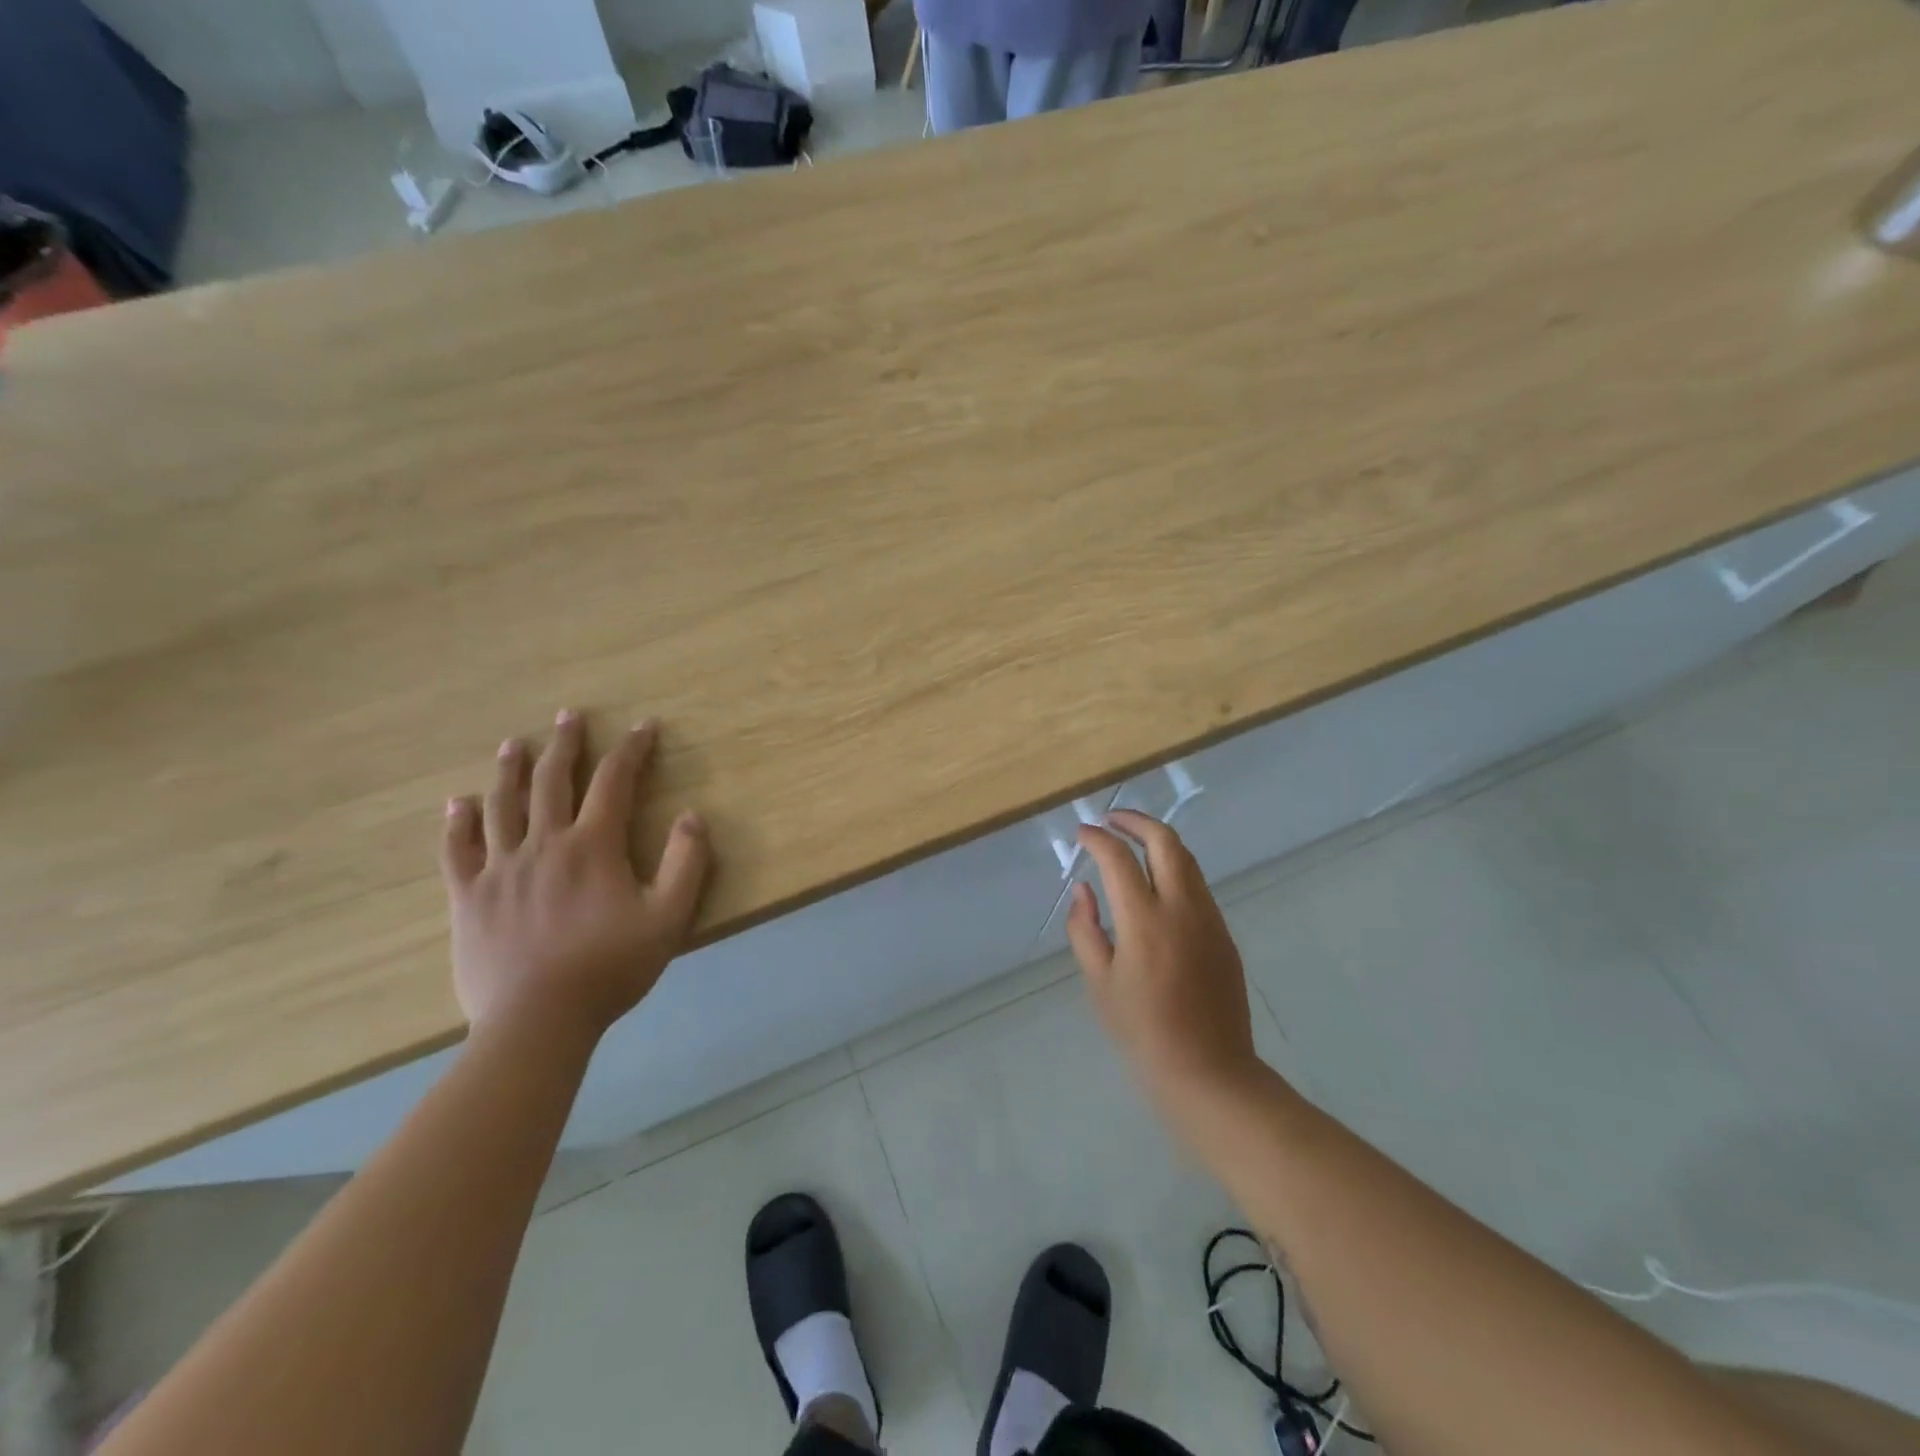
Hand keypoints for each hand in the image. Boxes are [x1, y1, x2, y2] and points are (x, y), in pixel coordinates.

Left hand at [441, 710, 709, 1038]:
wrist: (537, 1021)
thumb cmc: (610, 968)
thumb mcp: (669, 918)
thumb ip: (687, 864)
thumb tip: (693, 816)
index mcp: (593, 846)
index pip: (615, 781)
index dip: (632, 749)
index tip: (644, 727)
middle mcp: (544, 844)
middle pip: (553, 780)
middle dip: (565, 744)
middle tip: (568, 715)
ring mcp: (501, 869)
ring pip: (502, 805)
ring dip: (510, 770)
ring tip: (514, 744)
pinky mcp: (469, 898)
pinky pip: (457, 851)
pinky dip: (458, 824)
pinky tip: (458, 804)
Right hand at [1066, 810, 1261, 1110]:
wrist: (1208, 1072)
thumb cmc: (1142, 1031)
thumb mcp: (1099, 982)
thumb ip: (1085, 928)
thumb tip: (1083, 889)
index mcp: (1145, 920)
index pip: (1118, 858)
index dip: (1097, 838)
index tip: (1081, 833)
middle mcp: (1182, 908)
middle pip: (1165, 841)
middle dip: (1136, 821)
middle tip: (1111, 819)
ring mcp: (1209, 919)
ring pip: (1187, 859)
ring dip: (1158, 841)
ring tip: (1131, 843)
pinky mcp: (1224, 934)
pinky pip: (1197, 886)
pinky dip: (1174, 868)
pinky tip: (1155, 885)